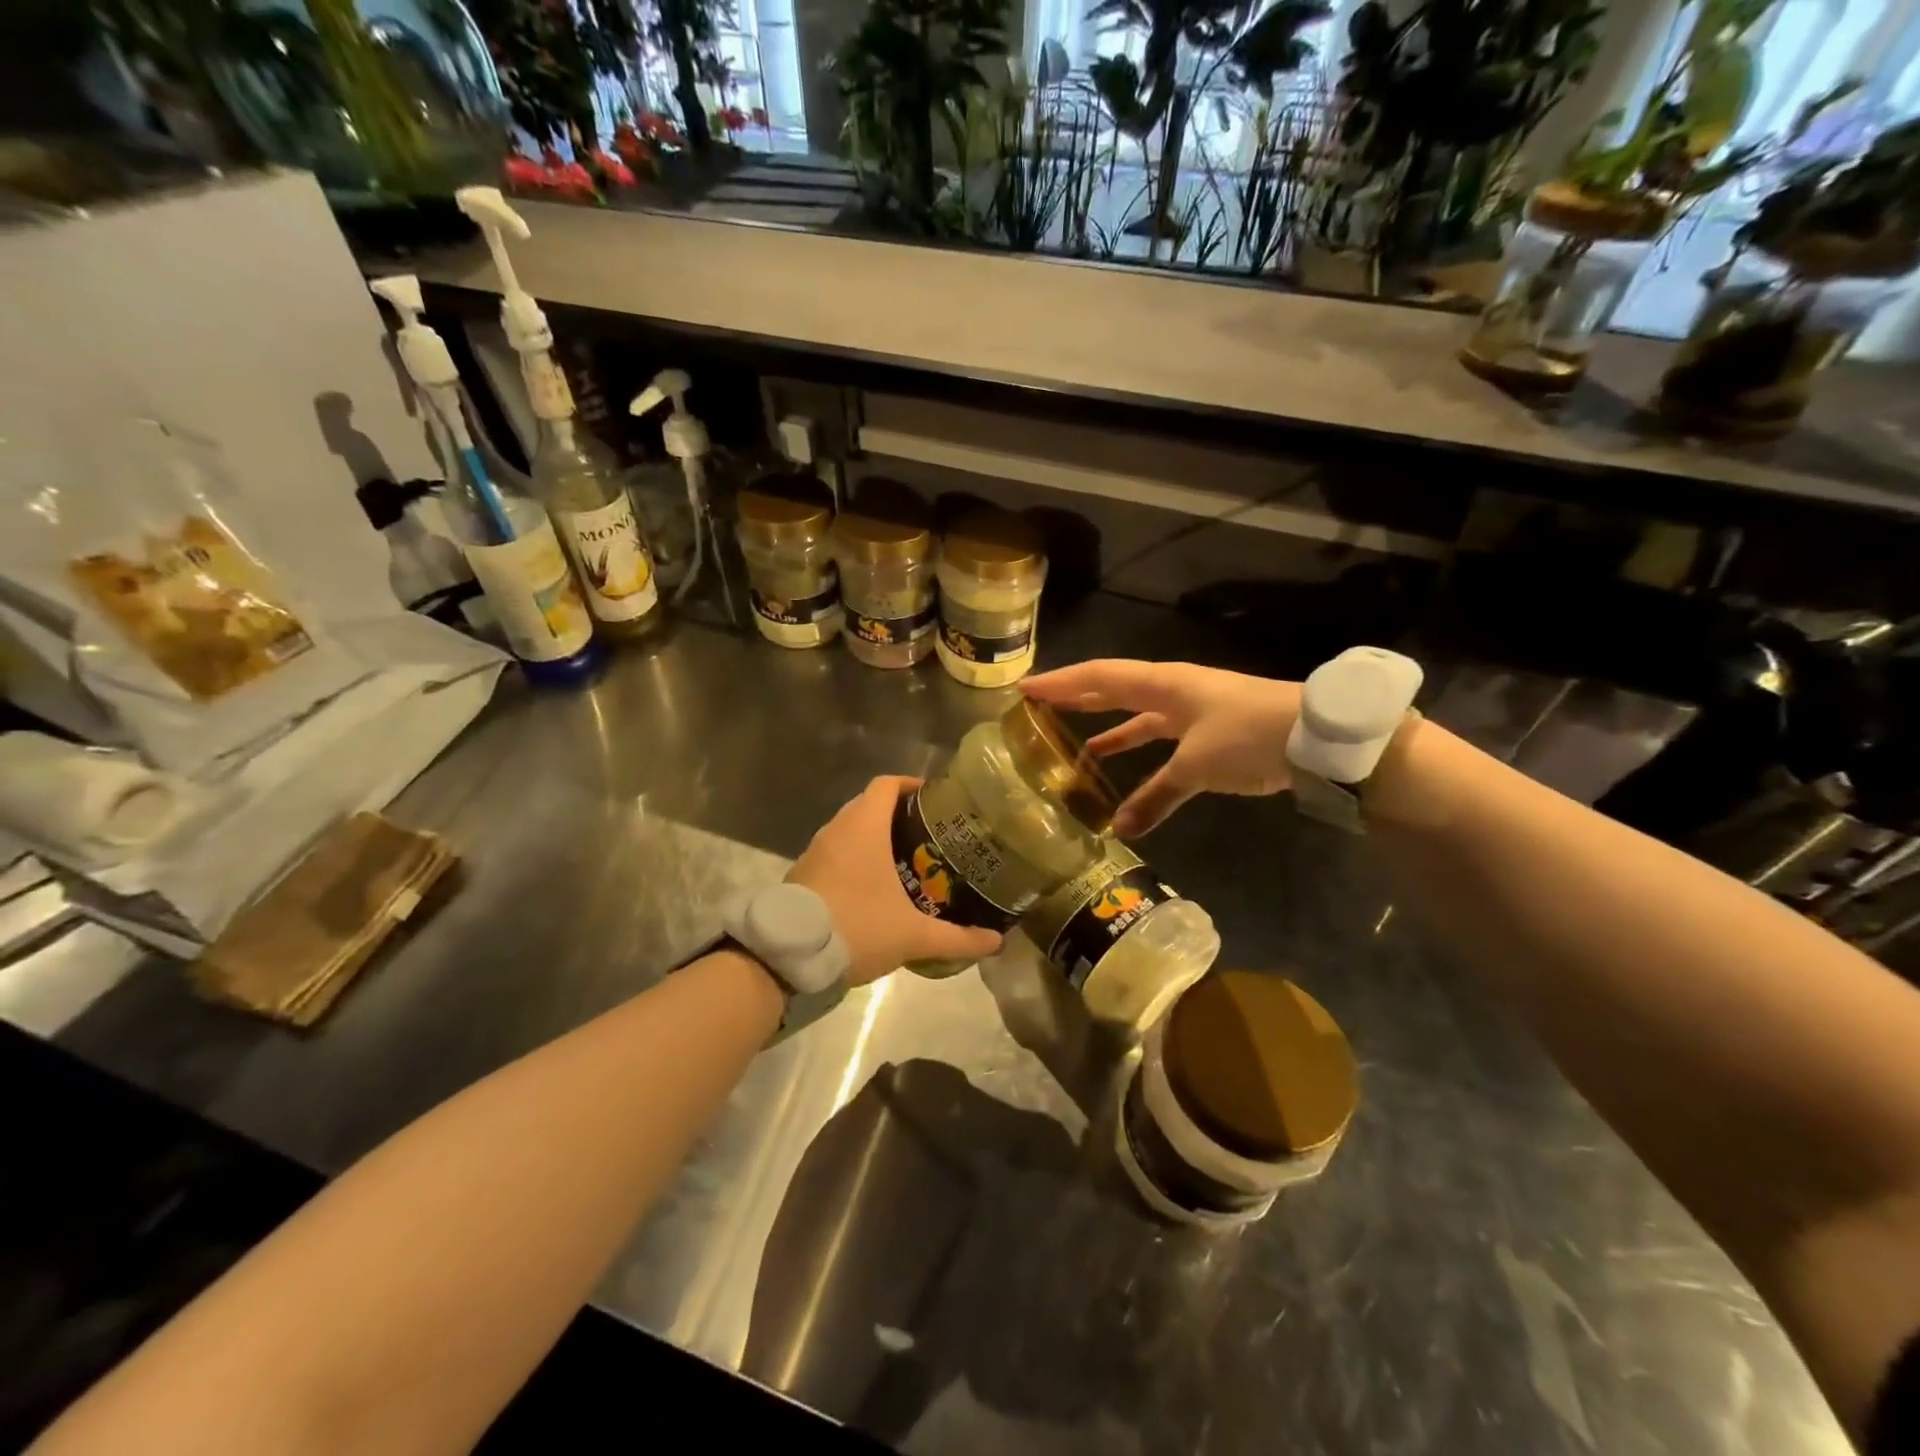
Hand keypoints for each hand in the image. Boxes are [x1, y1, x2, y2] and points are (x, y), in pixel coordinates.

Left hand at [787, 775, 1003, 984]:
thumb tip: (996, 942)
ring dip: (874, 838)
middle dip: (898, 815)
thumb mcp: (913, 936)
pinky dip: (854, 859)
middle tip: (928, 836)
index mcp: (864, 827)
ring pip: (849, 830)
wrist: (790, 955)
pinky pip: (834, 853)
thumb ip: (957, 938)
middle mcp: (837, 829)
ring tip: (905, 861)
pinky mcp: (802, 873)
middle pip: (869, 805)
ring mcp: (815, 851)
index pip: (887, 784)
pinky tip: (872, 888)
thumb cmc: (857, 926)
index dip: (910, 785)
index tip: (933, 800)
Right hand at [1022, 660, 1302, 836]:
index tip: (1024, 688)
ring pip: (1139, 716)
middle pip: (1115, 689)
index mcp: (1164, 684)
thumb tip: (1119, 829)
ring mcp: (1194, 710)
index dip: (1061, 683)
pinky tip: (1127, 780)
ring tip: (1075, 745)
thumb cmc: (1248, 735)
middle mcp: (1173, 690)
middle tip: (1040, 706)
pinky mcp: (1211, 733)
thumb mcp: (1196, 766)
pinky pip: (1163, 741)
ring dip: (1108, 728)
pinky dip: (1142, 758)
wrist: (1319, 737)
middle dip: (1077, 698)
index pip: (1100, 677)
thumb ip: (1156, 796)